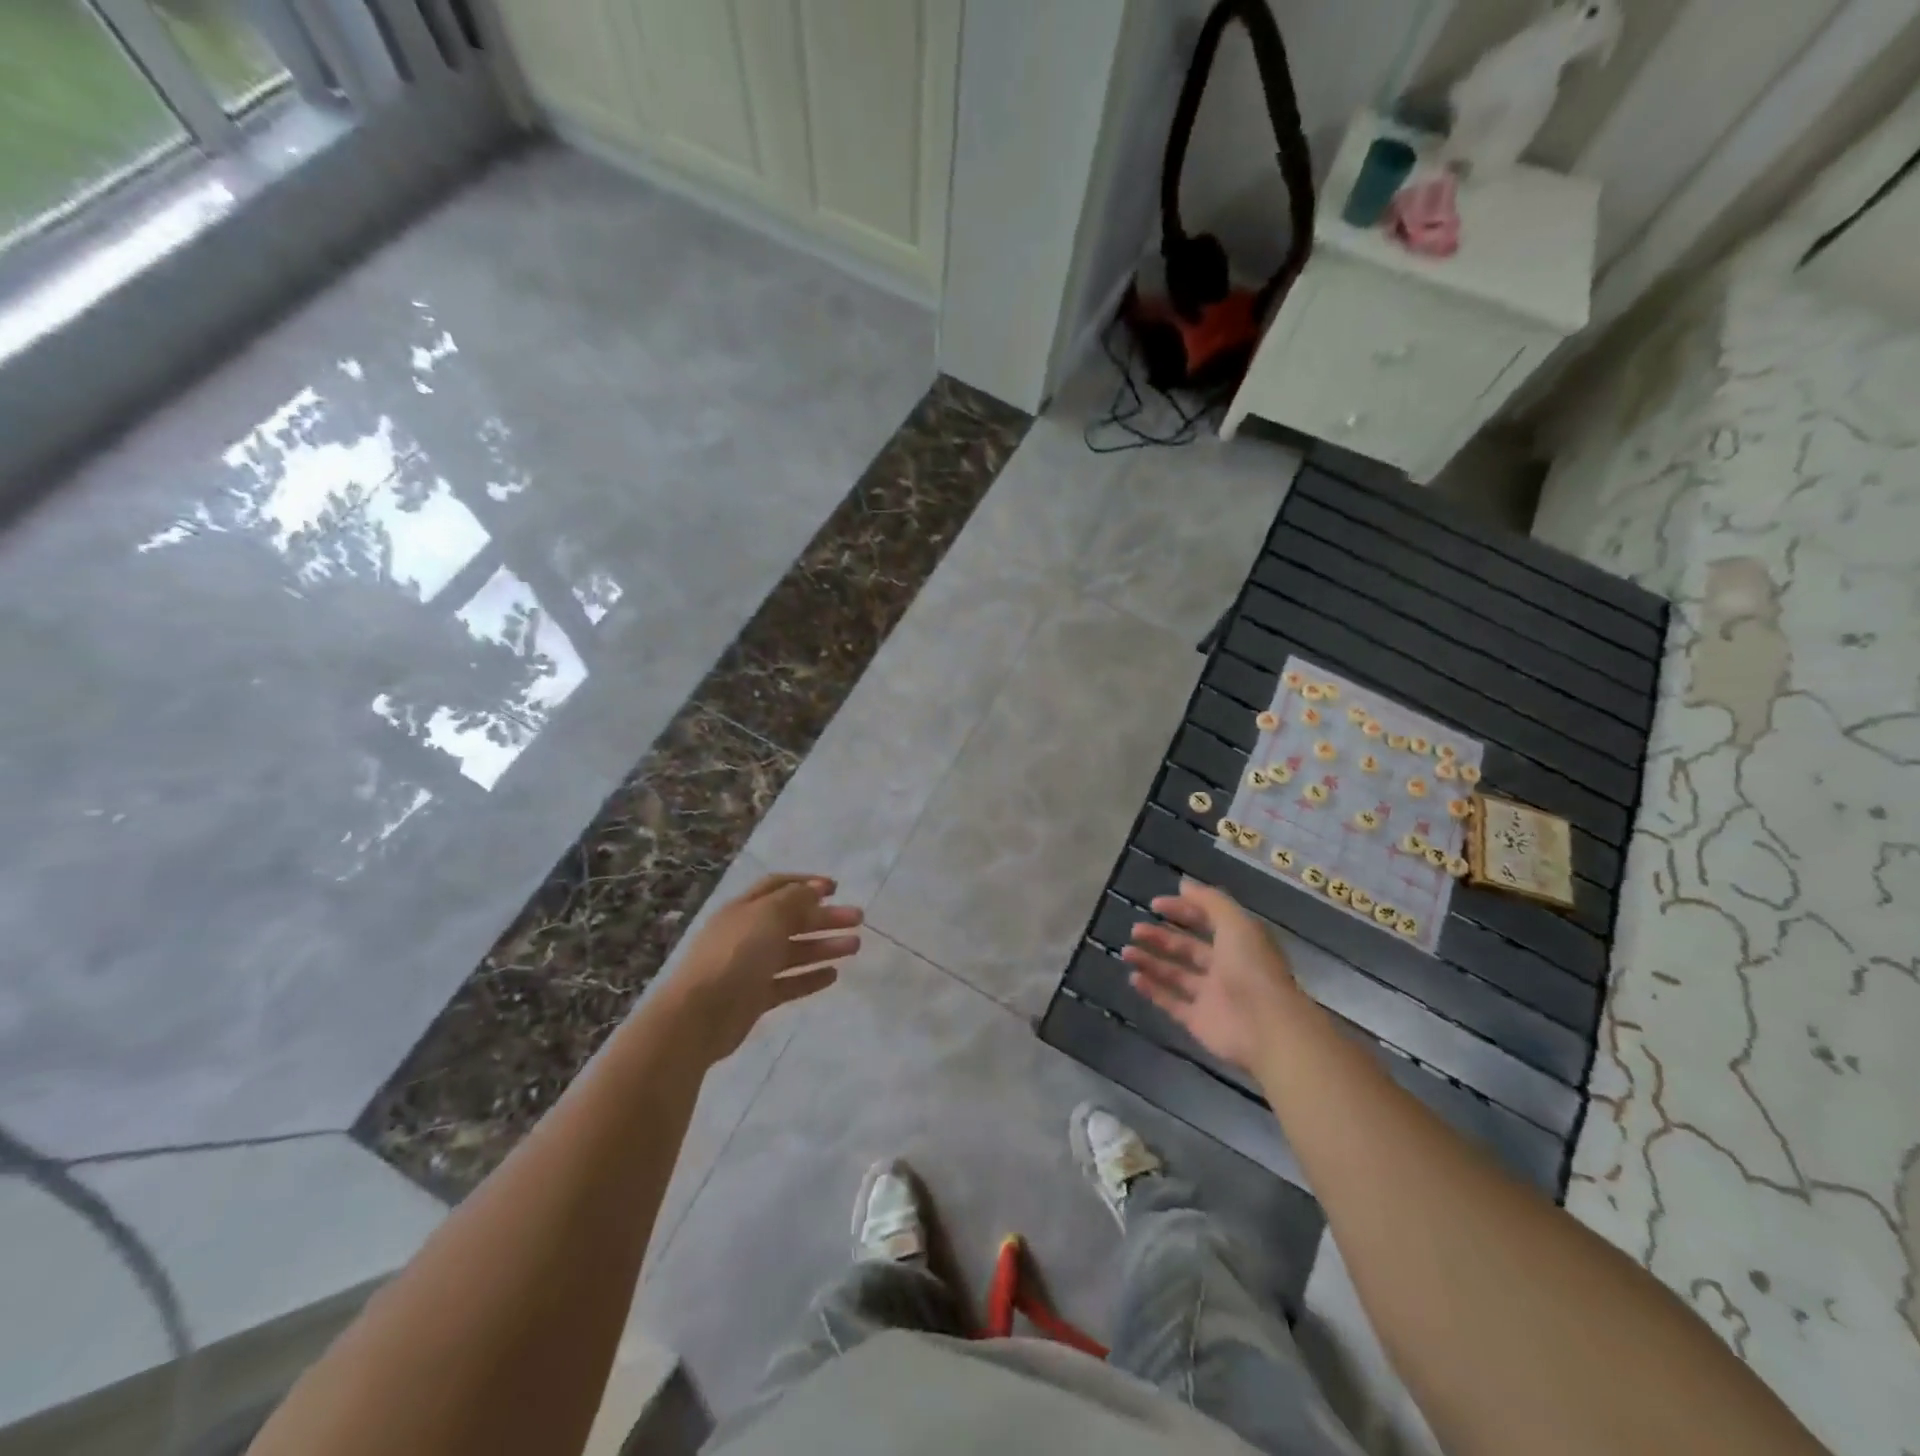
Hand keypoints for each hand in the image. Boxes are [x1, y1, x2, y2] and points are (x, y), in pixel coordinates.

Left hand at [667, 874, 861, 1061]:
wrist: (699, 1015)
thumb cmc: (735, 955)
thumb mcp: (768, 916)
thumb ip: (794, 900)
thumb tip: (813, 889)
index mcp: (745, 908)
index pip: (778, 887)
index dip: (806, 884)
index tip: (836, 889)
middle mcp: (747, 934)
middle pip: (791, 920)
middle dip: (825, 917)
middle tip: (857, 918)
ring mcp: (750, 967)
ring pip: (793, 952)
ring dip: (824, 946)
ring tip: (855, 947)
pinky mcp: (754, 998)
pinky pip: (788, 983)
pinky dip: (810, 978)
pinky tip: (833, 976)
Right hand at [1122, 878, 1301, 1071]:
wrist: (1266, 1027)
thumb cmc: (1252, 968)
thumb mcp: (1236, 923)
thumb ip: (1210, 901)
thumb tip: (1183, 885)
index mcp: (1239, 943)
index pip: (1207, 921)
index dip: (1183, 910)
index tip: (1155, 904)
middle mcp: (1225, 968)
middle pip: (1188, 949)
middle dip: (1161, 937)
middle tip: (1135, 929)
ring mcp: (1212, 996)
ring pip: (1176, 975)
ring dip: (1151, 962)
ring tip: (1125, 951)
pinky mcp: (1199, 1021)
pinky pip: (1172, 1003)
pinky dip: (1153, 991)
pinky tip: (1133, 978)